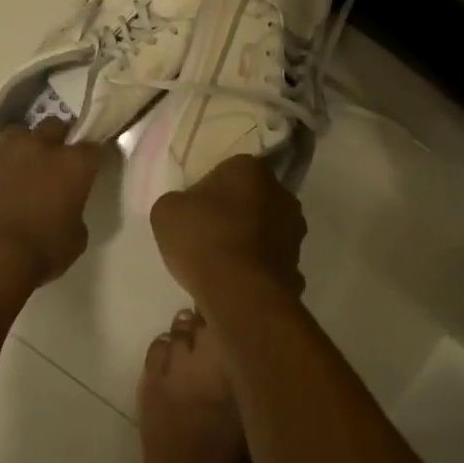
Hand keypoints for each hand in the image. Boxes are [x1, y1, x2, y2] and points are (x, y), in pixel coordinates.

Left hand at [0, 122, 108, 288]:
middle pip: (53, 127)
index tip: (90, 168)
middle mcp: (37, 150)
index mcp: (72, 165)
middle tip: (56, 162)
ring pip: (15, 137)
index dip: (92, 157)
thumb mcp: (75, 238)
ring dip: (21, 150)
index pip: (92, 148)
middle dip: (57, 139)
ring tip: (20, 173)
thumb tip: (65, 209)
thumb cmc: (41, 252)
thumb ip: (74, 213)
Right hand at [149, 154, 305, 305]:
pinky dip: (255, 272)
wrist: (239, 293)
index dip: (207, 193)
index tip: (192, 214)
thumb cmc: (202, 239)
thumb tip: (189, 211)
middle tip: (204, 238)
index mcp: (250, 169)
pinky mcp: (297, 266)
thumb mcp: (166, 212)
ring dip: (246, 243)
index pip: (226, 172)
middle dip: (232, 216)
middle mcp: (281, 194)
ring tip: (218, 267)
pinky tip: (234, 286)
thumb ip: (178, 203)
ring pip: (263, 232)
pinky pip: (268, 264)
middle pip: (250, 201)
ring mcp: (294, 232)